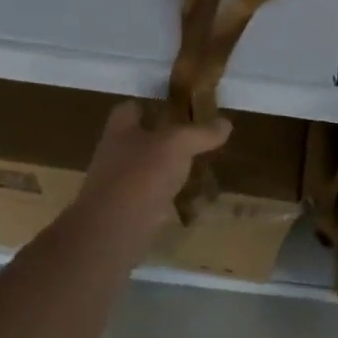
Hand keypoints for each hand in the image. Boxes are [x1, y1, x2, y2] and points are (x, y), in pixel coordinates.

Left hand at [72, 100, 230, 244]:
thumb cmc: (140, 175)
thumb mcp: (177, 145)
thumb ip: (200, 132)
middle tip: (197, 139)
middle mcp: (115, 155)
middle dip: (166, 140)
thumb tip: (225, 123)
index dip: (151, 104)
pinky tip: (194, 202)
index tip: (177, 107)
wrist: (112, 233)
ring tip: (200, 169)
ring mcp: (119, 186)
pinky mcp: (127, 214)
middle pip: (141, 140)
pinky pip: (153, 200)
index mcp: (120, 130)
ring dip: (170, 171)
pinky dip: (171, 200)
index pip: (131, 108)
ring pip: (149, 171)